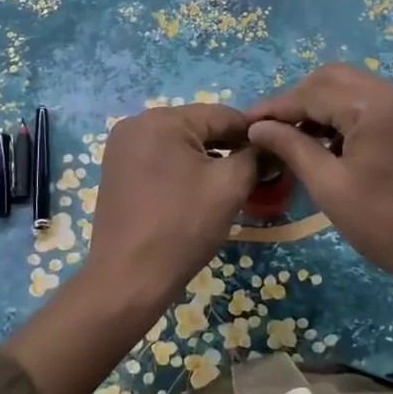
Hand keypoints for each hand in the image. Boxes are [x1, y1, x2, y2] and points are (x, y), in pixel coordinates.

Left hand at [83, 103, 257, 308]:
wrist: (128, 279)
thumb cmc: (182, 227)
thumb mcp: (229, 187)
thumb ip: (255, 157)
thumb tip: (271, 146)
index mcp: (161, 119)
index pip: (221, 114)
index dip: (253, 134)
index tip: (275, 156)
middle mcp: (136, 123)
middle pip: (199, 127)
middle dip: (229, 147)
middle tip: (256, 175)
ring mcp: (122, 147)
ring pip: (180, 144)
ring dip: (207, 160)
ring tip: (231, 186)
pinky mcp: (117, 170)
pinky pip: (161, 158)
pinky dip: (183, 170)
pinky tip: (199, 192)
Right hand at [245, 64, 392, 283]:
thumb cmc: (386, 225)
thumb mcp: (330, 187)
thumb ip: (291, 147)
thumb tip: (257, 127)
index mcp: (375, 105)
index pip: (312, 93)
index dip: (275, 107)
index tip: (246, 123)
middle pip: (333, 78)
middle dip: (298, 100)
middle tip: (271, 129)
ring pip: (354, 88)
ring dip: (322, 106)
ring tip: (296, 137)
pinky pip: (375, 103)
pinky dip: (347, 114)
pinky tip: (331, 142)